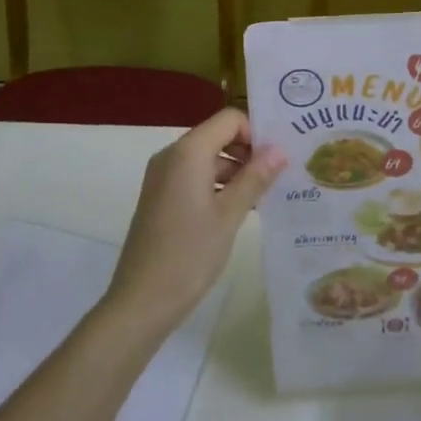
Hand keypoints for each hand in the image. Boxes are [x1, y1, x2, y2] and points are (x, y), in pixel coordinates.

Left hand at [102, 108, 285, 336]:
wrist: (141, 301)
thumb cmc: (189, 254)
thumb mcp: (229, 215)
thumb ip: (255, 178)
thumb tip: (279, 150)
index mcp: (188, 152)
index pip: (229, 119)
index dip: (255, 133)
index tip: (276, 159)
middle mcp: (172, 155)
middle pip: (217, 136)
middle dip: (248, 152)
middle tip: (276, 178)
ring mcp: (162, 176)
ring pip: (207, 158)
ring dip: (235, 171)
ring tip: (263, 197)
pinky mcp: (160, 196)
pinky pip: (194, 176)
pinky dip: (217, 185)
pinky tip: (238, 211)